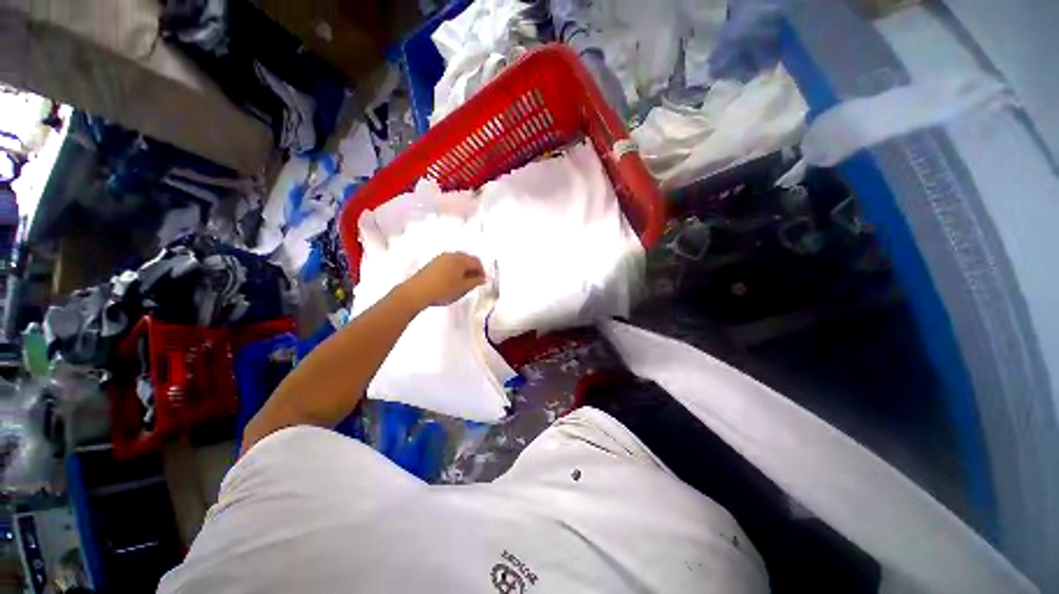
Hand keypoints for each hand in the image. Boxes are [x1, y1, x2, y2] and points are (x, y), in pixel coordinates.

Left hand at [399, 252, 485, 309]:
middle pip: (467, 258)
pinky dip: (454, 269)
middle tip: (474, 281)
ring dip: (463, 269)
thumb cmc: (443, 290)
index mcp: (460, 259)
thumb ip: (475, 282)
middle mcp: (451, 255)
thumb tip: (482, 278)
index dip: (482, 271)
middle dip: (472, 268)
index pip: (476, 261)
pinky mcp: (432, 263)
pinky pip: (448, 263)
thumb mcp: (463, 288)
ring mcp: (440, 258)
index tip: (482, 281)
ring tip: (463, 282)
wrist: (417, 292)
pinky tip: (451, 280)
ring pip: (457, 260)